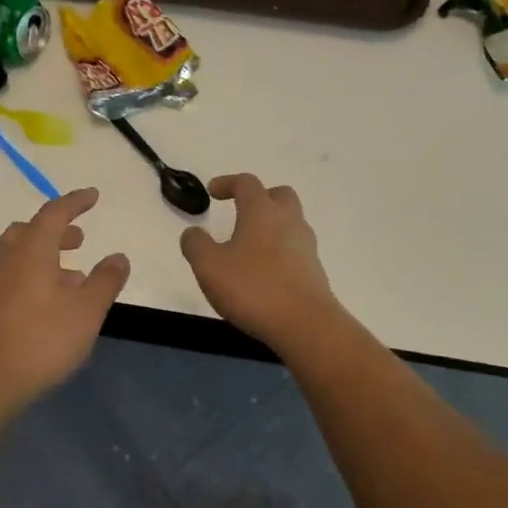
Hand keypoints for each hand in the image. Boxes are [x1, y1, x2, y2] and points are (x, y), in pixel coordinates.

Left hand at [0, 188, 130, 412]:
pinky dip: (31, 274)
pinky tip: (47, 303)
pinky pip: (9, 276)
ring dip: (44, 254)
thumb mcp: (86, 311)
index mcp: (31, 251)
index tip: (93, 196)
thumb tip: (118, 257)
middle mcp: (5, 259)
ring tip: (70, 275)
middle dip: (56, 230)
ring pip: (17, 254)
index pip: (53, 213)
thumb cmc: (41, 341)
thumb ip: (105, 281)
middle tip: (79, 239)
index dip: (75, 202)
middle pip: (30, 231)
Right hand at [179, 174, 341, 347]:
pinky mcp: (314, 270)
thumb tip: (193, 233)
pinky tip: (263, 271)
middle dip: (258, 198)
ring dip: (270, 226)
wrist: (305, 325)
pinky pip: (295, 248)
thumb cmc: (253, 288)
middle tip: (240, 211)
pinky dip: (279, 250)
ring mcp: (306, 246)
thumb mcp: (209, 266)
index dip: (228, 183)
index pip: (246, 183)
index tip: (212, 192)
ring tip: (248, 246)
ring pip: (290, 222)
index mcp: (262, 212)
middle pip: (278, 195)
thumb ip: (196, 245)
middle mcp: (288, 221)